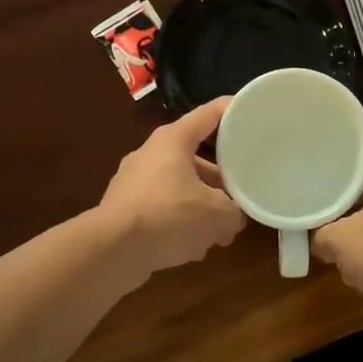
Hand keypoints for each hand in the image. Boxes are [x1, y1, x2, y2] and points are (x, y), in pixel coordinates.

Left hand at [98, 97, 246, 280]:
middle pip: (195, 158)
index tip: (250, 111)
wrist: (112, 251)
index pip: (209, 114)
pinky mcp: (122, 209)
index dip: (232, 111)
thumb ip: (234, 211)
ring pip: (178, 187)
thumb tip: (234, 216)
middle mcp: (150, 154)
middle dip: (219, 180)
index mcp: (173, 140)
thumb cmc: (169, 216)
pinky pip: (160, 209)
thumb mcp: (217, 214)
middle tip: (239, 197)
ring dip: (199, 206)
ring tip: (219, 233)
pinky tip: (192, 249)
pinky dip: (177, 223)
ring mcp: (132, 181)